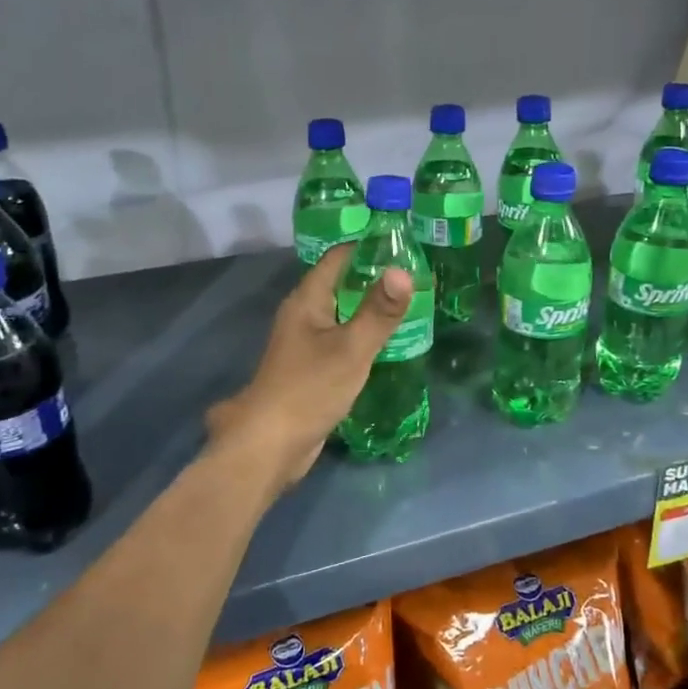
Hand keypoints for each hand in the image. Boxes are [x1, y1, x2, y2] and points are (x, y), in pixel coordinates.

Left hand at [204, 245, 411, 491]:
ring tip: (409, 305)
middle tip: (416, 275)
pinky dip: (362, 335)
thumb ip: (378, 312)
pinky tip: (386, 343)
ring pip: (342, 314)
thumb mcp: (351, 348)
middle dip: (374, 278)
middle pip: (340, 284)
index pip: (338, 257)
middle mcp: (302, 315)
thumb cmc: (309, 389)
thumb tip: (403, 270)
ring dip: (369, 308)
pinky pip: (340, 339)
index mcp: (307, 300)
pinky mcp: (310, 368)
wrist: (271, 445)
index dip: (368, 246)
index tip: (404, 243)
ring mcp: (304, 343)